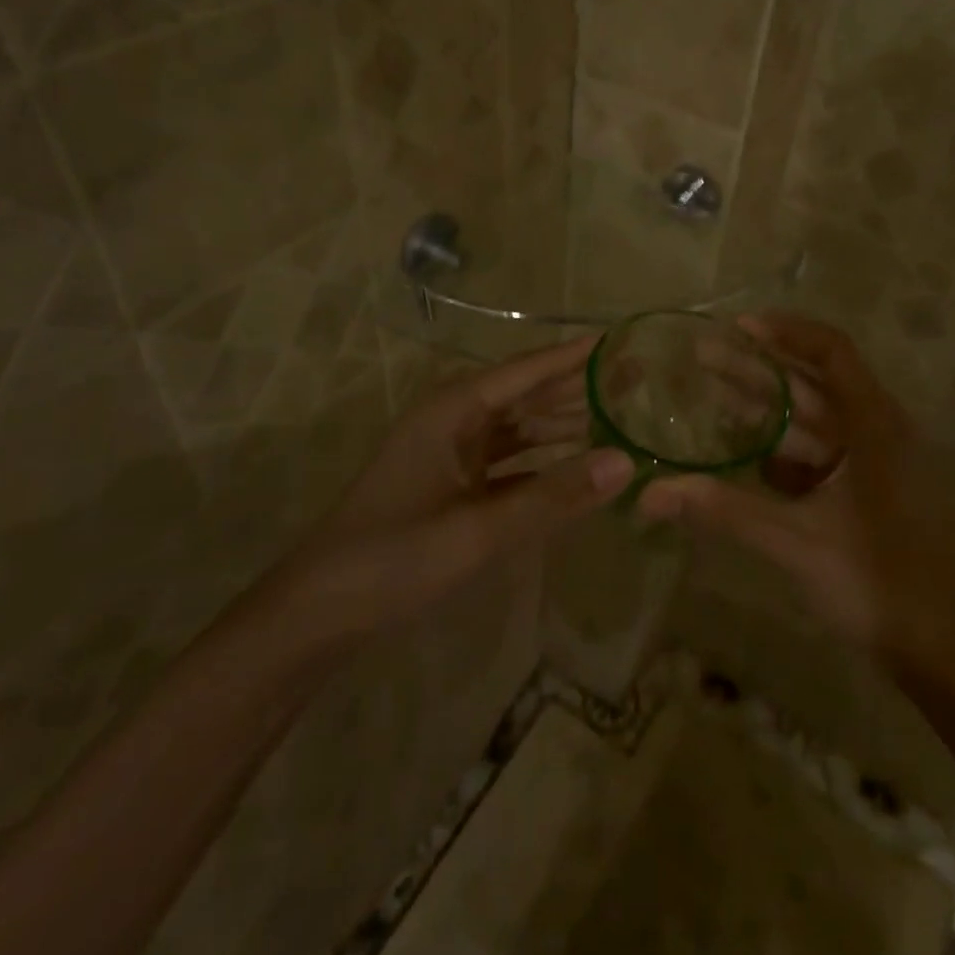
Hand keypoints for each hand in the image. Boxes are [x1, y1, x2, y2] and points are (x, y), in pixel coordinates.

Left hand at [261, 336, 630, 650]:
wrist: (318, 613)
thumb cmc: (394, 559)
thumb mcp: (480, 530)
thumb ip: (554, 496)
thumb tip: (626, 461)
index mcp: (454, 410)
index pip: (528, 370)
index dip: (575, 356)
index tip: (622, 340)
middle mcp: (454, 420)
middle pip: (527, 394)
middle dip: (579, 387)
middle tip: (636, 378)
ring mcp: (452, 453)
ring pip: (520, 427)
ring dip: (564, 423)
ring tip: (618, 415)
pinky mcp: (452, 484)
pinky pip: (509, 461)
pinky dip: (543, 462)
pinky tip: (577, 467)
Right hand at [638, 314, 954, 670]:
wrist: (945, 651)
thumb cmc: (877, 582)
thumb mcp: (795, 541)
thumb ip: (723, 510)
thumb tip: (651, 494)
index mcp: (874, 425)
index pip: (831, 351)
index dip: (785, 332)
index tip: (737, 327)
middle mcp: (878, 431)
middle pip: (814, 383)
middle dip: (758, 369)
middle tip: (703, 356)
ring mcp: (876, 463)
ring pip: (815, 420)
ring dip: (768, 409)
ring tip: (713, 397)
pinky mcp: (870, 492)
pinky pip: (821, 455)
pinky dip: (784, 449)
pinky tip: (745, 453)